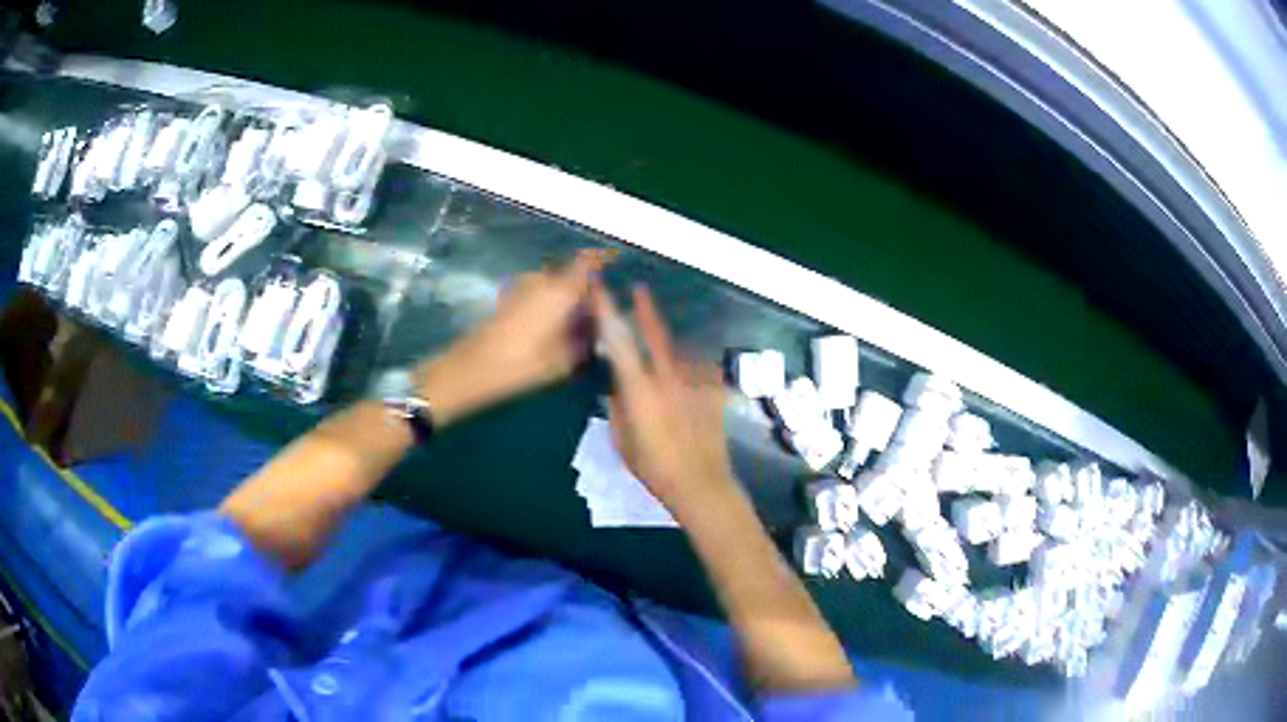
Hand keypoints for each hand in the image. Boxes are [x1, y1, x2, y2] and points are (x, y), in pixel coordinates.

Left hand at [414, 250, 606, 424]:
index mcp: (559, 290)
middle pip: (570, 274)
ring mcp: (522, 287)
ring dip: (566, 297)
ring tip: (576, 323)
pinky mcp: (508, 298)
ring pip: (553, 284)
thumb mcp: (562, 360)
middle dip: (585, 288)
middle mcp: (541, 281)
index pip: (587, 262)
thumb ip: (583, 339)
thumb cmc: (521, 365)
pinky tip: (553, 327)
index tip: (617, 259)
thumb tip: (595, 326)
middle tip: (598, 311)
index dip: (603, 258)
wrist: (471, 369)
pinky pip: (539, 293)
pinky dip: (550, 303)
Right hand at [590, 281, 737, 518]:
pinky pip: (695, 373)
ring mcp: (694, 381)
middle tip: (639, 291)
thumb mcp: (621, 440)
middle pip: (655, 334)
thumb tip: (617, 387)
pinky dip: (687, 374)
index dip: (608, 311)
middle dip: (645, 310)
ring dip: (667, 352)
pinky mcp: (713, 390)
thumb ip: (617, 406)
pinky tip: (685, 391)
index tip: (601, 290)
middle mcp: (668, 376)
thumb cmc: (653, 467)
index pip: (620, 340)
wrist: (700, 483)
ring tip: (662, 365)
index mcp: (640, 387)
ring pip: (677, 355)